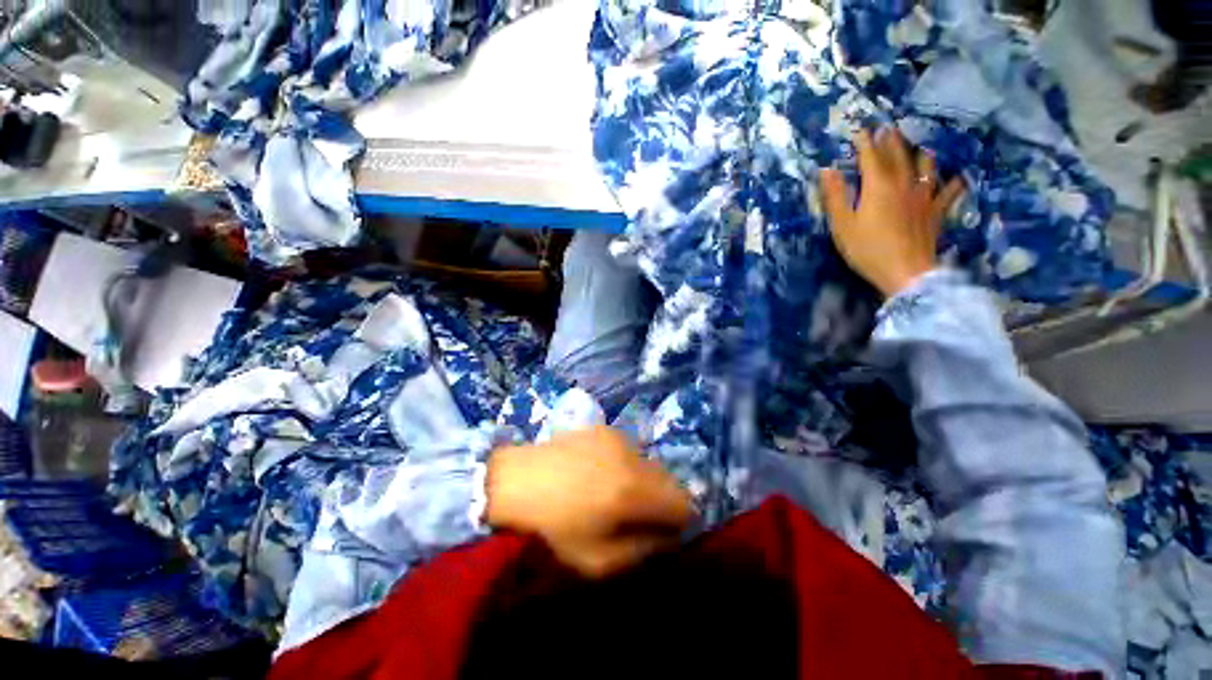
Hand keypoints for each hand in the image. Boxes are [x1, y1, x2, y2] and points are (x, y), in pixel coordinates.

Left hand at [485, 426, 693, 577]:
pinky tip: (600, 474)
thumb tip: (670, 534)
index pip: (684, 503)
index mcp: (633, 490)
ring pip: (650, 463)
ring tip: (615, 494)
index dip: (678, 522)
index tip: (659, 532)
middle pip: (670, 480)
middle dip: (662, 501)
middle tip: (635, 516)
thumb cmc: (552, 529)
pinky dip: (627, 465)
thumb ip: (645, 548)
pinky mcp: (603, 429)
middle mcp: (632, 456)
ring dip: (645, 481)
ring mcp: (618, 437)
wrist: (514, 483)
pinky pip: (631, 450)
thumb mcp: (599, 561)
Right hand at [819, 127, 965, 297]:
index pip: (870, 156)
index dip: (864, 142)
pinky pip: (950, 191)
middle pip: (898, 155)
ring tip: (921, 145)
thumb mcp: (842, 226)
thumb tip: (826, 171)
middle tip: (888, 128)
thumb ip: (835, 197)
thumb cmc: (867, 250)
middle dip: (891, 140)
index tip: (859, 130)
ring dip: (921, 152)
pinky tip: (958, 177)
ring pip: (926, 166)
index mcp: (878, 186)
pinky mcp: (936, 210)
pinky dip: (954, 182)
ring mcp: (924, 195)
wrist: (905, 271)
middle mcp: (904, 183)